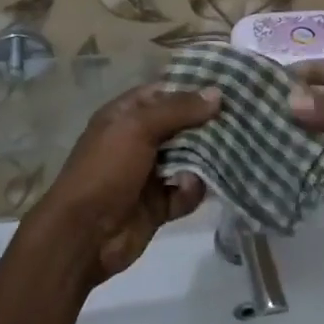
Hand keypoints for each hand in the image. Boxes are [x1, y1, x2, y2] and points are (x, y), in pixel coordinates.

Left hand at [26, 82, 220, 283]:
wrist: (83, 235)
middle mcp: (139, 140)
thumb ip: (178, 109)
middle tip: (241, 124)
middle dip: (208, 126)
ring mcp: (149, 174)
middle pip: (183, 126)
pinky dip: (191, 191)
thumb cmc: (106, 170)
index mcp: (126, 115)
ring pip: (190, 159)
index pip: (165, 93)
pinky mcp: (159, 205)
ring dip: (206, 160)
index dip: (194, 90)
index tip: (229, 88)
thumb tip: (217, 94)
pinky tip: (188, 190)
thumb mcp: (138, 128)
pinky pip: (186, 191)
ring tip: (227, 157)